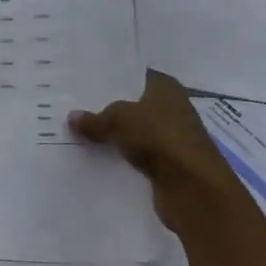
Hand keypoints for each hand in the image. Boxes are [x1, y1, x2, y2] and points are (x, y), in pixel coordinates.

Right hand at [69, 71, 238, 222]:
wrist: (194, 189)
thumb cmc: (159, 137)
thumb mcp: (118, 120)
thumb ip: (95, 119)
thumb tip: (72, 117)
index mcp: (165, 87)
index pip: (133, 76)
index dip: (110, 79)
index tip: (82, 82)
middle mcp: (172, 109)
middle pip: (133, 105)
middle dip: (107, 108)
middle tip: (72, 106)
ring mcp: (171, 139)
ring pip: (134, 132)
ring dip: (113, 135)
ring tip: (77, 133)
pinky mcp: (168, 166)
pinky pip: (137, 156)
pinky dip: (122, 158)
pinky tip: (96, 158)